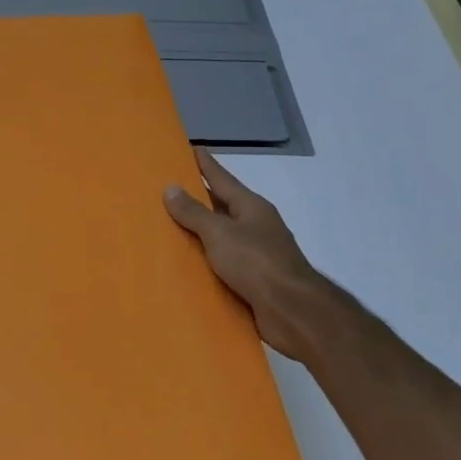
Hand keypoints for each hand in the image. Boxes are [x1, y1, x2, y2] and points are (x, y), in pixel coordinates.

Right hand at [164, 147, 344, 365]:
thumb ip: (194, 212)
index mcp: (251, 208)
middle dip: (198, 199)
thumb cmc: (257, 263)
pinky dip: (204, 261)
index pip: (223, 179)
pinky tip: (184, 265)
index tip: (191, 148)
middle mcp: (255, 226)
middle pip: (222, 207)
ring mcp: (256, 254)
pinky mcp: (253, 281)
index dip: (206, 164)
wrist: (293, 311)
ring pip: (221, 237)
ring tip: (167, 228)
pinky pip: (222, 264)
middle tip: (167, 189)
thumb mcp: (220, 233)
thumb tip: (171, 188)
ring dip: (199, 233)